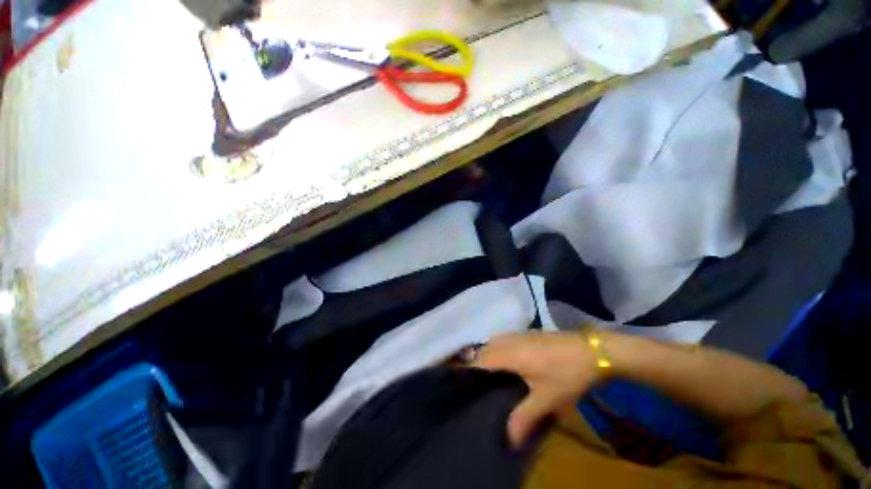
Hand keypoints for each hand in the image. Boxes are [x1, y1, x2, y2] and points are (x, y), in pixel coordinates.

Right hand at [470, 332, 603, 447]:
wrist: (593, 351)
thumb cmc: (567, 374)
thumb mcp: (547, 399)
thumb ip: (524, 417)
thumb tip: (507, 440)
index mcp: (509, 354)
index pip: (479, 360)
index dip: (467, 371)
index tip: (460, 386)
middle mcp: (508, 340)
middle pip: (484, 350)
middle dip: (475, 366)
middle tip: (473, 387)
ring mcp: (518, 335)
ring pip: (494, 344)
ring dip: (487, 358)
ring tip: (487, 379)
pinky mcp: (527, 334)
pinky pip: (504, 341)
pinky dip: (498, 352)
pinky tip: (506, 366)